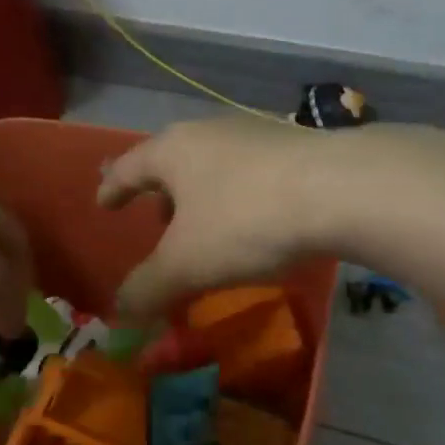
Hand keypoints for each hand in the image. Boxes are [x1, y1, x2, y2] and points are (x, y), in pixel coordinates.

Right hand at [96, 116, 338, 319]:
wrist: (340, 190)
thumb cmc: (245, 221)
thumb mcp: (186, 264)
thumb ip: (147, 288)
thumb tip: (118, 314)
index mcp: (173, 150)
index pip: (129, 166)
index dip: (113, 187)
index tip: (104, 202)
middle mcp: (211, 131)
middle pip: (174, 160)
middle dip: (163, 193)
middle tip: (159, 221)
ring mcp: (257, 133)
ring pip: (215, 164)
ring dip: (204, 194)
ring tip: (209, 226)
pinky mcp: (297, 146)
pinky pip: (253, 172)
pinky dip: (241, 196)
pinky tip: (257, 220)